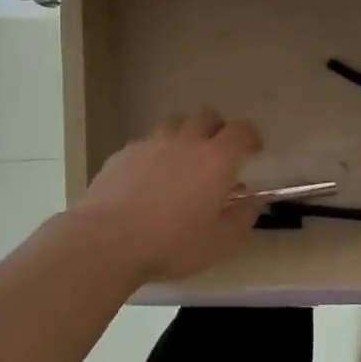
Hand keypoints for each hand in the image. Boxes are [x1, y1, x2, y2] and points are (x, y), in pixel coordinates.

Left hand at [70, 112, 264, 280]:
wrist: (107, 241)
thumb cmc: (172, 243)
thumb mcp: (220, 242)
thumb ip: (243, 217)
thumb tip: (251, 200)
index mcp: (216, 158)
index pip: (242, 131)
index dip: (251, 138)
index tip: (253, 153)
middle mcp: (186, 140)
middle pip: (208, 118)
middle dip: (218, 132)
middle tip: (217, 158)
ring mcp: (152, 142)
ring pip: (176, 124)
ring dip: (185, 137)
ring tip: (181, 164)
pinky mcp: (124, 152)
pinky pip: (147, 143)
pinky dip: (156, 153)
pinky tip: (148, 179)